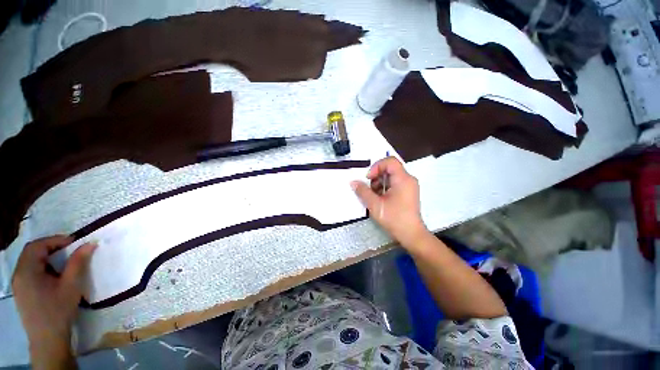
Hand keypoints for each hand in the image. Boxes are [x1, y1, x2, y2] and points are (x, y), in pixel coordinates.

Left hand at [12, 235, 95, 362]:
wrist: (48, 339)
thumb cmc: (59, 310)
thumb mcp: (71, 285)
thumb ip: (78, 262)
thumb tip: (90, 243)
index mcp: (26, 271)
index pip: (37, 246)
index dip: (55, 240)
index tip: (73, 242)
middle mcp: (18, 274)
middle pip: (31, 251)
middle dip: (51, 246)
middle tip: (69, 248)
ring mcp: (18, 283)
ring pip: (30, 261)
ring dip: (46, 256)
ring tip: (62, 261)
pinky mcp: (21, 291)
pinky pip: (29, 270)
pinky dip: (42, 266)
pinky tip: (53, 275)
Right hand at [351, 157, 428, 246]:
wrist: (411, 235)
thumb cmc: (394, 219)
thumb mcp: (375, 205)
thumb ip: (363, 191)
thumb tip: (353, 182)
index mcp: (403, 179)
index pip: (389, 161)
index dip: (376, 166)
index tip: (369, 178)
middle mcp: (408, 179)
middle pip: (389, 169)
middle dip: (376, 177)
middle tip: (370, 189)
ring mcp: (409, 186)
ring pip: (390, 177)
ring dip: (379, 183)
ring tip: (374, 196)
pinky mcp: (407, 192)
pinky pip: (394, 183)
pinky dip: (385, 188)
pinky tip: (380, 199)